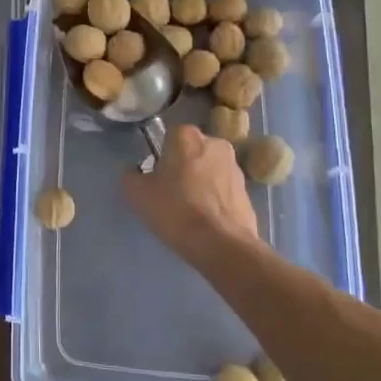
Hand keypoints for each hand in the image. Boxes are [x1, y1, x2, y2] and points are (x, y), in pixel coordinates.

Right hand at [123, 124, 261, 265]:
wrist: (222, 245)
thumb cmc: (176, 210)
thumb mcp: (137, 193)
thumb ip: (131, 175)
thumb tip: (134, 171)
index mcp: (187, 135)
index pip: (169, 136)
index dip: (161, 156)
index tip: (157, 177)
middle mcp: (215, 143)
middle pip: (192, 152)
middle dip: (184, 167)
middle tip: (172, 193)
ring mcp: (236, 168)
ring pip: (210, 170)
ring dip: (202, 183)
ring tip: (191, 211)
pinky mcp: (248, 192)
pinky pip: (224, 191)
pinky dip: (216, 201)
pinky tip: (207, 222)